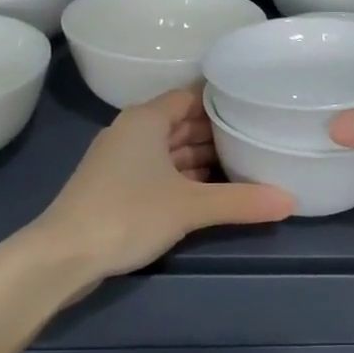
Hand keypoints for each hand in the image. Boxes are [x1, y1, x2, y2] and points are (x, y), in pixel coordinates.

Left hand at [30, 88, 293, 293]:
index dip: (222, 100)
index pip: (191, 96)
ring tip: (244, 163)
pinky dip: (184, 177)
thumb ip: (240, 201)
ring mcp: (121, 161)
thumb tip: (291, 201)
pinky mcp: (117, 188)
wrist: (62, 256)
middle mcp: (133, 132)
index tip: (255, 105)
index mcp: (146, 120)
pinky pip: (159, 171)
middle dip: (217, 131)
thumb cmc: (126, 213)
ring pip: (170, 150)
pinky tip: (210, 190)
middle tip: (259, 136)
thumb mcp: (190, 206)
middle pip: (182, 123)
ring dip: (202, 157)